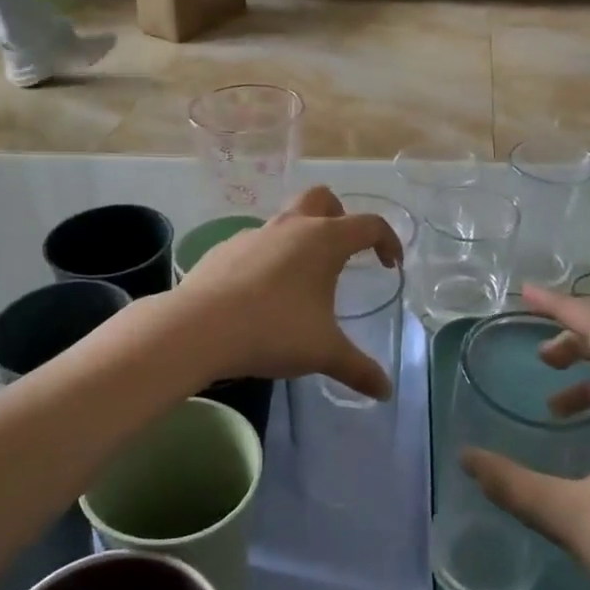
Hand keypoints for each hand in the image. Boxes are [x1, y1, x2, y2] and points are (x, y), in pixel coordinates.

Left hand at [175, 186, 402, 399]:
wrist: (198, 327)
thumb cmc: (273, 331)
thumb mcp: (323, 353)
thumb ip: (358, 369)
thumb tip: (385, 390)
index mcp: (323, 240)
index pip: (368, 225)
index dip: (387, 241)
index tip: (390, 264)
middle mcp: (291, 226)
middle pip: (323, 199)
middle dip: (340, 217)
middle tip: (343, 252)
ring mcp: (254, 234)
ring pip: (286, 220)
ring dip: (301, 239)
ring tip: (302, 281)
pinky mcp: (225, 249)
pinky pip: (256, 244)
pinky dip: (268, 258)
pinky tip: (262, 294)